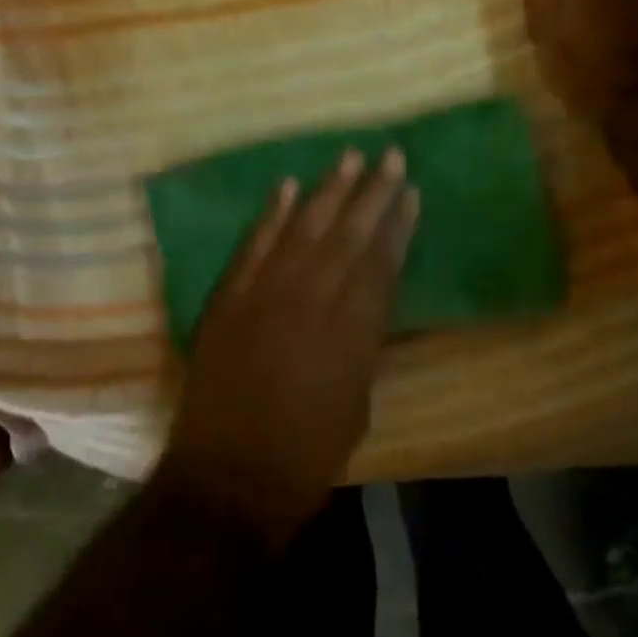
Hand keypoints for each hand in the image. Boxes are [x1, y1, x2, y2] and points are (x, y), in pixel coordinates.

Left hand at [160, 149, 419, 546]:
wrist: (226, 480)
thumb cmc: (305, 456)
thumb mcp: (357, 404)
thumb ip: (364, 345)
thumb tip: (368, 304)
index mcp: (351, 333)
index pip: (380, 263)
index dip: (398, 225)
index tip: (410, 192)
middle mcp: (311, 302)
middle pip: (347, 236)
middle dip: (372, 193)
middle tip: (389, 156)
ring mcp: (264, 295)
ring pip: (301, 229)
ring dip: (326, 191)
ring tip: (348, 157)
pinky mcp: (228, 298)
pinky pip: (252, 246)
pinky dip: (269, 215)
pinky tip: (286, 187)